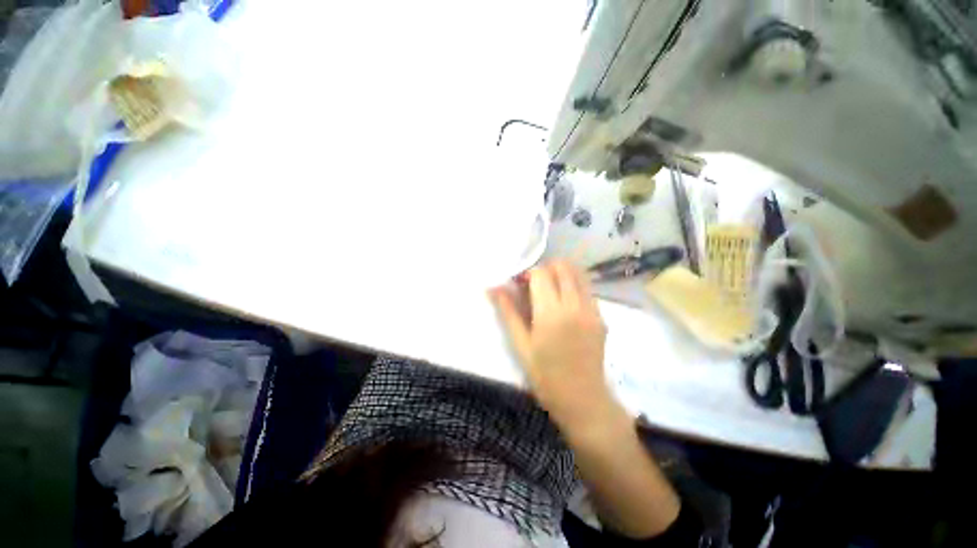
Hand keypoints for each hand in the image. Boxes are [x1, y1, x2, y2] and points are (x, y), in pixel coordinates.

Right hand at [491, 261, 621, 435]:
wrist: (583, 399)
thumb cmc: (544, 375)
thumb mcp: (521, 344)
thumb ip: (507, 311)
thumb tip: (492, 287)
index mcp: (551, 313)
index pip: (541, 273)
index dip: (527, 273)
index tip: (519, 284)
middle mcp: (574, 305)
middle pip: (562, 267)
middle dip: (545, 269)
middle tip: (534, 286)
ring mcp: (592, 310)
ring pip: (578, 273)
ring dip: (561, 274)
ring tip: (550, 290)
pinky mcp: (601, 316)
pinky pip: (587, 289)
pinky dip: (573, 286)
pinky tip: (564, 304)